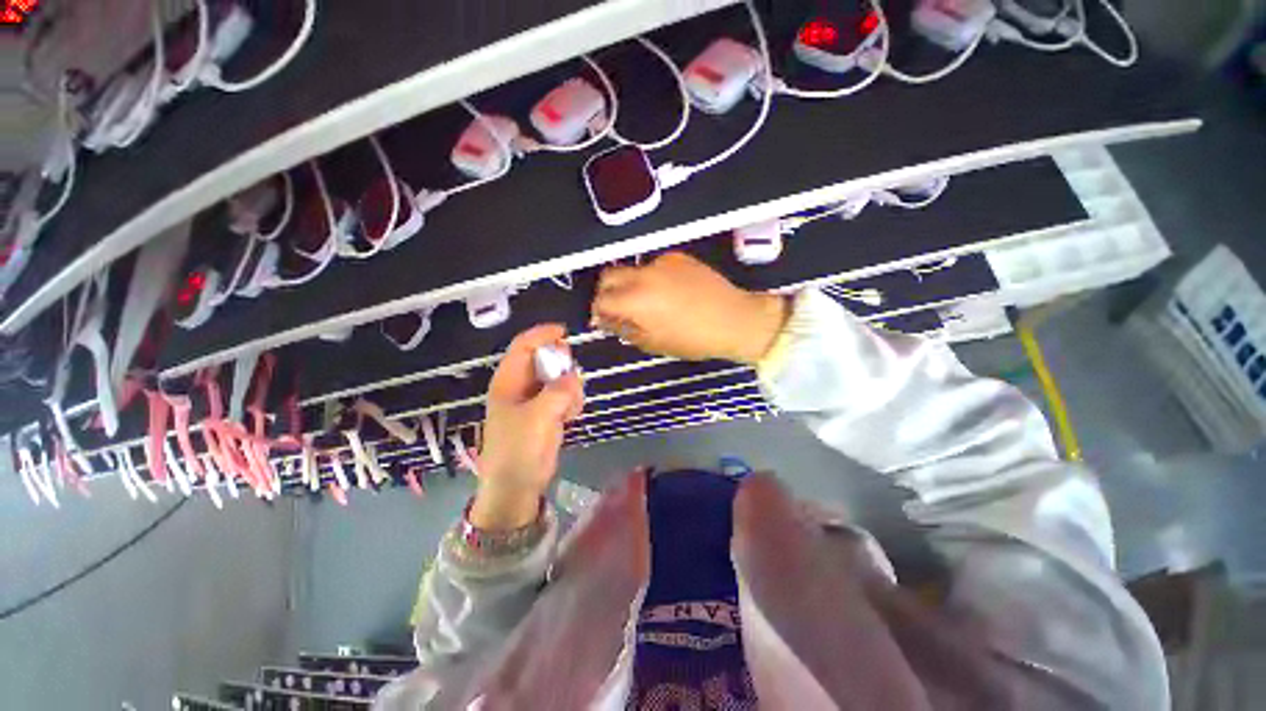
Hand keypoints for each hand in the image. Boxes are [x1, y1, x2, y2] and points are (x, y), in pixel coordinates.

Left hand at [473, 324, 583, 529]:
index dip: (542, 335)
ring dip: (570, 388)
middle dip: (562, 366)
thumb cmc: (519, 449)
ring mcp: (535, 400)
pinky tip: (571, 416)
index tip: (565, 332)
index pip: (523, 346)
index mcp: (508, 382)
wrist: (517, 487)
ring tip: (571, 407)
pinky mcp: (546, 413)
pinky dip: (572, 401)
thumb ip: (558, 392)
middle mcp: (520, 387)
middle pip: (544, 360)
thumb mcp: (538, 417)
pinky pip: (564, 396)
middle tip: (572, 380)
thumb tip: (573, 376)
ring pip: (558, 378)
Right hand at [591, 252, 789, 364]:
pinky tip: (668, 292)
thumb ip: (626, 330)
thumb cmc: (693, 339)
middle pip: (609, 276)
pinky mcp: (678, 257)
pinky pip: (654, 266)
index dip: (598, 313)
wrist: (734, 319)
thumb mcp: (654, 343)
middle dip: (606, 293)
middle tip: (618, 309)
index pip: (601, 301)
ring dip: (630, 285)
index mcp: (636, 300)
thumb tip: (610, 321)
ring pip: (632, 270)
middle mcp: (643, 275)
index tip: (604, 321)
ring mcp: (662, 262)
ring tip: (648, 302)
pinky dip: (652, 278)